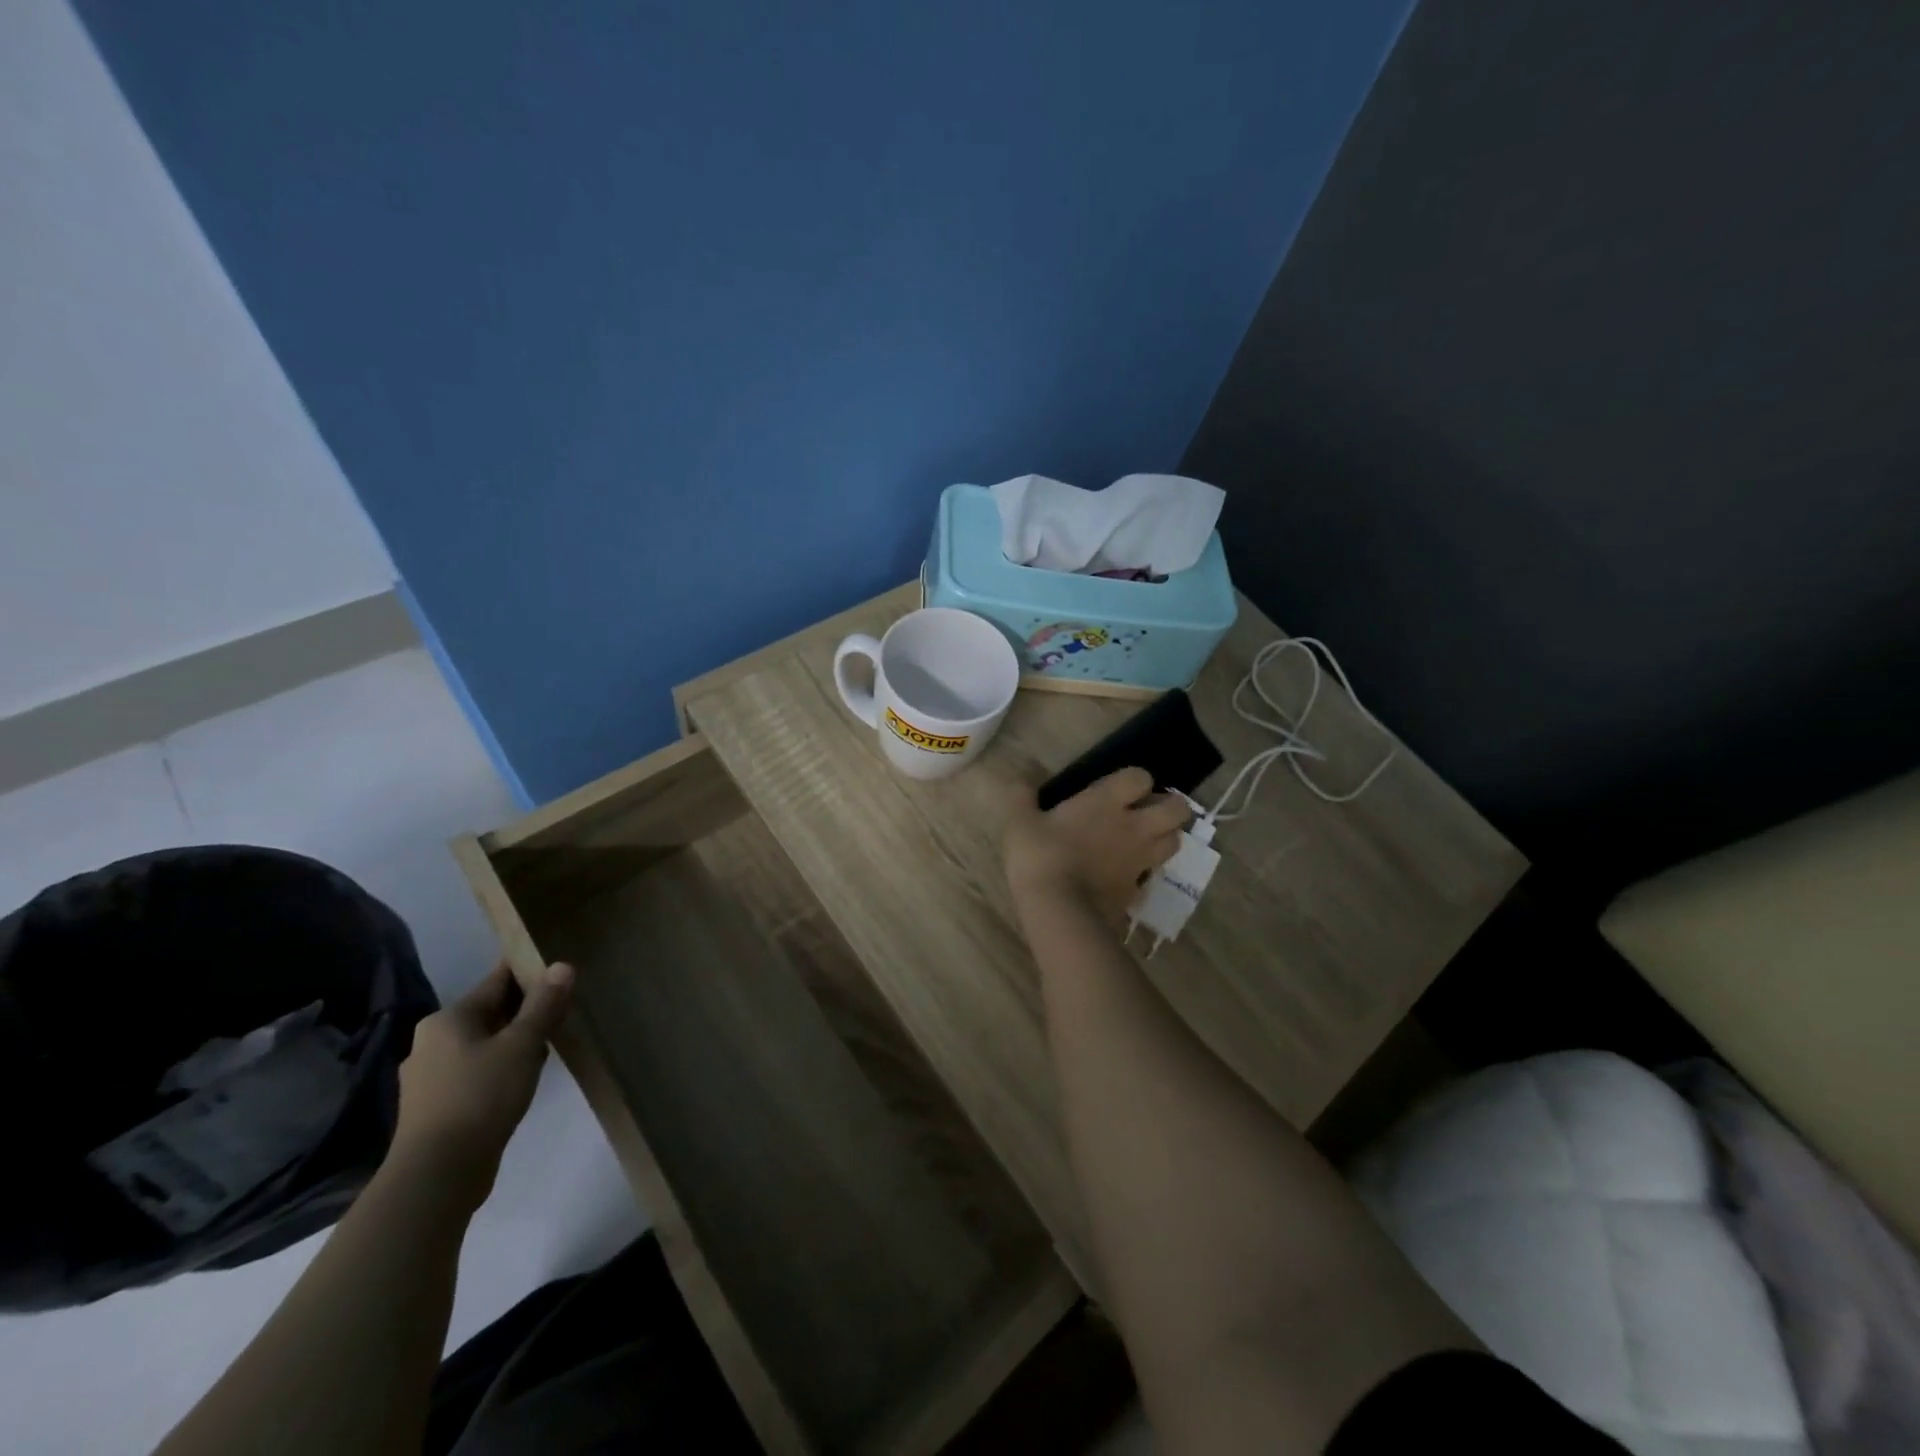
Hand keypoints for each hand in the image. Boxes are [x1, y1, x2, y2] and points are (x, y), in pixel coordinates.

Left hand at [390, 961, 574, 1205]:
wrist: (437, 1175)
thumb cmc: (481, 1096)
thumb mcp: (523, 1045)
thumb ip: (544, 1004)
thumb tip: (562, 966)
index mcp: (448, 1019)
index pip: (497, 980)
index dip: (530, 972)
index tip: (560, 971)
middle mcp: (432, 1041)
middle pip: (490, 1012)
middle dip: (526, 1010)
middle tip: (562, 1011)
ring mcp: (430, 1076)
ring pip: (484, 1043)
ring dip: (515, 1042)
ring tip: (548, 1046)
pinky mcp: (436, 1107)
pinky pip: (476, 1071)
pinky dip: (501, 1068)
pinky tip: (523, 1080)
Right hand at [1004, 767, 1190, 922]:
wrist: (1058, 910)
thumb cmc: (1040, 856)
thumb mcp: (1020, 823)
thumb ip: (1021, 798)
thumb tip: (1018, 782)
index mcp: (1107, 801)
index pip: (1141, 777)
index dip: (1135, 780)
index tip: (1120, 788)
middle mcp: (1133, 826)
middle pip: (1177, 809)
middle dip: (1168, 807)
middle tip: (1146, 811)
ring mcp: (1140, 860)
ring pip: (1175, 842)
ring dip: (1165, 838)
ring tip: (1144, 841)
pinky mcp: (1137, 891)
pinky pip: (1151, 876)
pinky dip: (1145, 873)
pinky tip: (1126, 875)